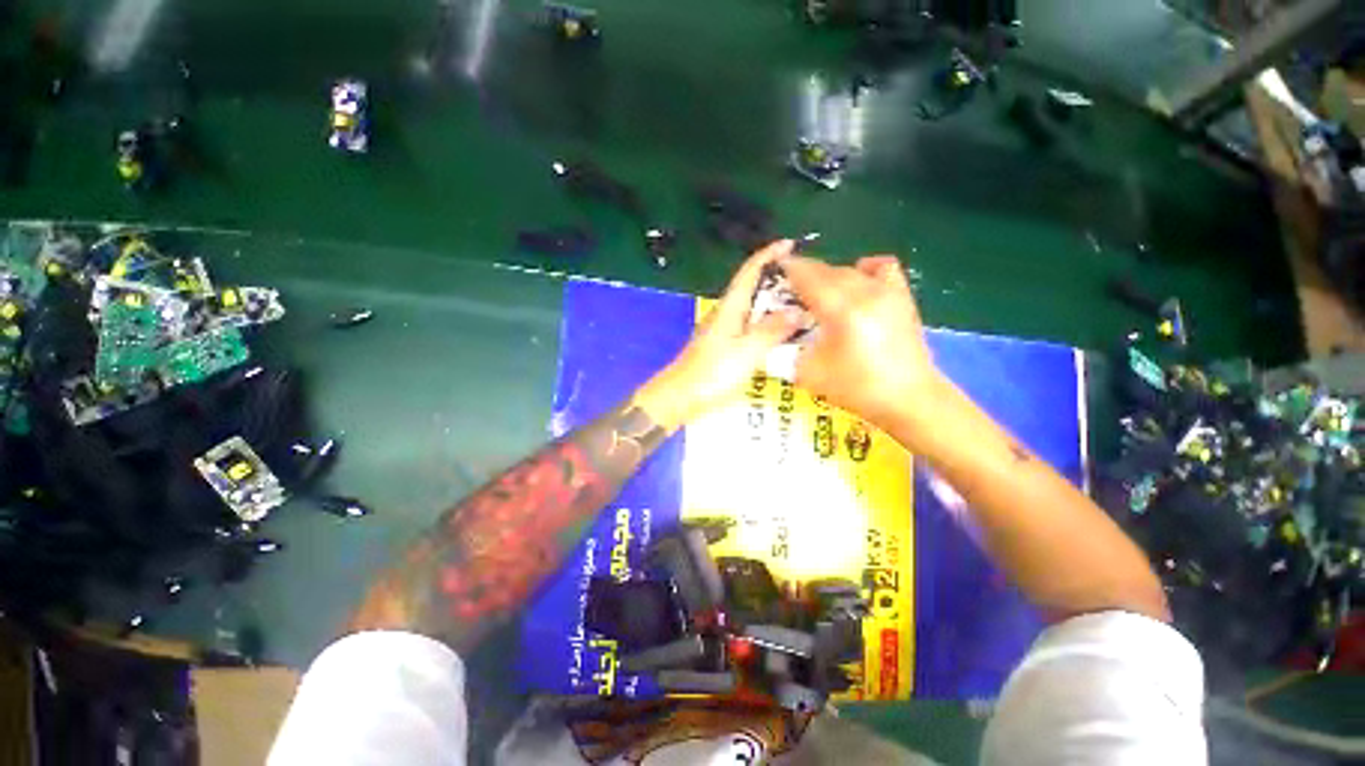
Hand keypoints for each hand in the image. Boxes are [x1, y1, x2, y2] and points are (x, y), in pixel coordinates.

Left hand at [634, 241, 803, 430]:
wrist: (681, 397)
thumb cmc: (712, 373)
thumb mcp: (747, 350)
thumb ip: (773, 330)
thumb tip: (799, 311)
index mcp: (730, 307)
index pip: (750, 271)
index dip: (769, 254)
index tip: (790, 244)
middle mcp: (727, 313)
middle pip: (753, 287)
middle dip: (778, 278)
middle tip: (808, 282)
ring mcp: (724, 330)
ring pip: (753, 307)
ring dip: (775, 302)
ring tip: (802, 304)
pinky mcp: (725, 346)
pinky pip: (751, 326)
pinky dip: (769, 323)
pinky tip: (783, 333)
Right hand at [782, 254, 940, 430]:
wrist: (908, 398)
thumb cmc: (856, 388)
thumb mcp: (808, 373)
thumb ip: (790, 348)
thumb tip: (783, 331)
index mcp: (841, 310)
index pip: (808, 277)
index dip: (789, 269)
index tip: (775, 268)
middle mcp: (865, 293)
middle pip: (828, 270)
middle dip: (806, 273)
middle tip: (789, 286)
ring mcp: (888, 291)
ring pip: (850, 269)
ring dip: (829, 275)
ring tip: (819, 291)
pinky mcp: (902, 297)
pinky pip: (882, 268)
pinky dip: (864, 270)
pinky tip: (857, 282)